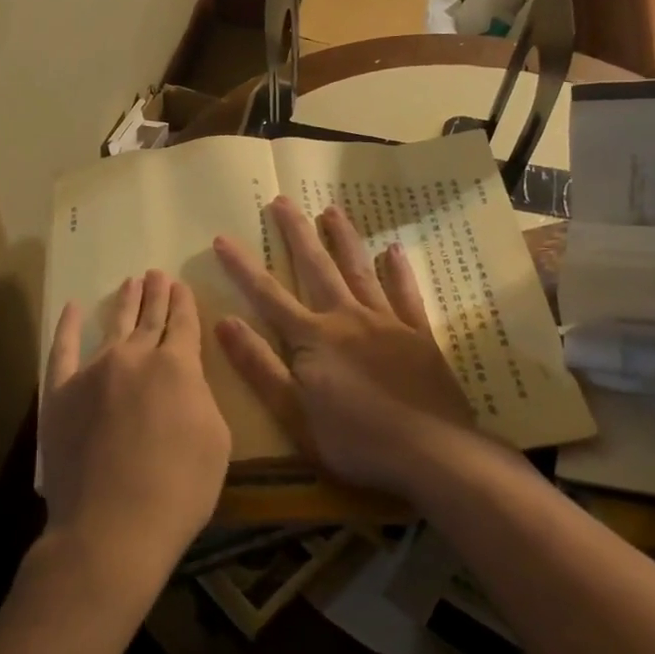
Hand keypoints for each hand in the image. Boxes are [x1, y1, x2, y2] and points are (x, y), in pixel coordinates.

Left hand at [38, 270, 230, 604]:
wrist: (113, 526)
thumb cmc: (178, 489)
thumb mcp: (216, 441)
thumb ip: (200, 398)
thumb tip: (185, 381)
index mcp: (178, 366)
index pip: (183, 324)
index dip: (184, 303)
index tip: (181, 285)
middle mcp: (135, 357)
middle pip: (149, 318)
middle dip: (156, 294)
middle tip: (156, 274)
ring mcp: (93, 371)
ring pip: (113, 326)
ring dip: (124, 302)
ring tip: (131, 282)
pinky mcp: (60, 392)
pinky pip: (63, 350)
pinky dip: (68, 327)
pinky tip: (73, 309)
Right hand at [213, 198, 486, 498]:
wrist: (431, 453)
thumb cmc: (354, 440)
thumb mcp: (292, 414)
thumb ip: (258, 366)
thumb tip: (224, 321)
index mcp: (313, 338)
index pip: (268, 295)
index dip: (243, 267)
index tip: (223, 237)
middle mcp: (347, 318)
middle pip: (316, 268)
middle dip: (296, 233)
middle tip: (282, 200)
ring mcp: (386, 322)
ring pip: (359, 270)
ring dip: (343, 239)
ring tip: (331, 210)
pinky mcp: (418, 335)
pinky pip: (406, 293)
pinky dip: (398, 270)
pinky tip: (393, 250)